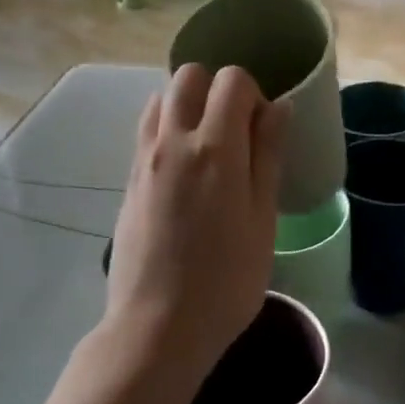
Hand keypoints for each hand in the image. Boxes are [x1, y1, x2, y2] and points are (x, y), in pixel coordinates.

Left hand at [102, 64, 289, 391]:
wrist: (157, 327)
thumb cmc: (226, 281)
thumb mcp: (262, 220)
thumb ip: (267, 156)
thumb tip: (277, 106)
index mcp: (214, 148)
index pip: (231, 80)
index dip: (253, 94)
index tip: (263, 131)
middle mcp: (172, 141)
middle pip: (188, 76)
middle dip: (216, 89)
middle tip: (236, 133)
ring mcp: (143, 159)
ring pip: (161, 99)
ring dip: (187, 106)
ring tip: (208, 151)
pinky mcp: (128, 180)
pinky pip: (146, 131)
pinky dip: (167, 129)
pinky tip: (184, 174)